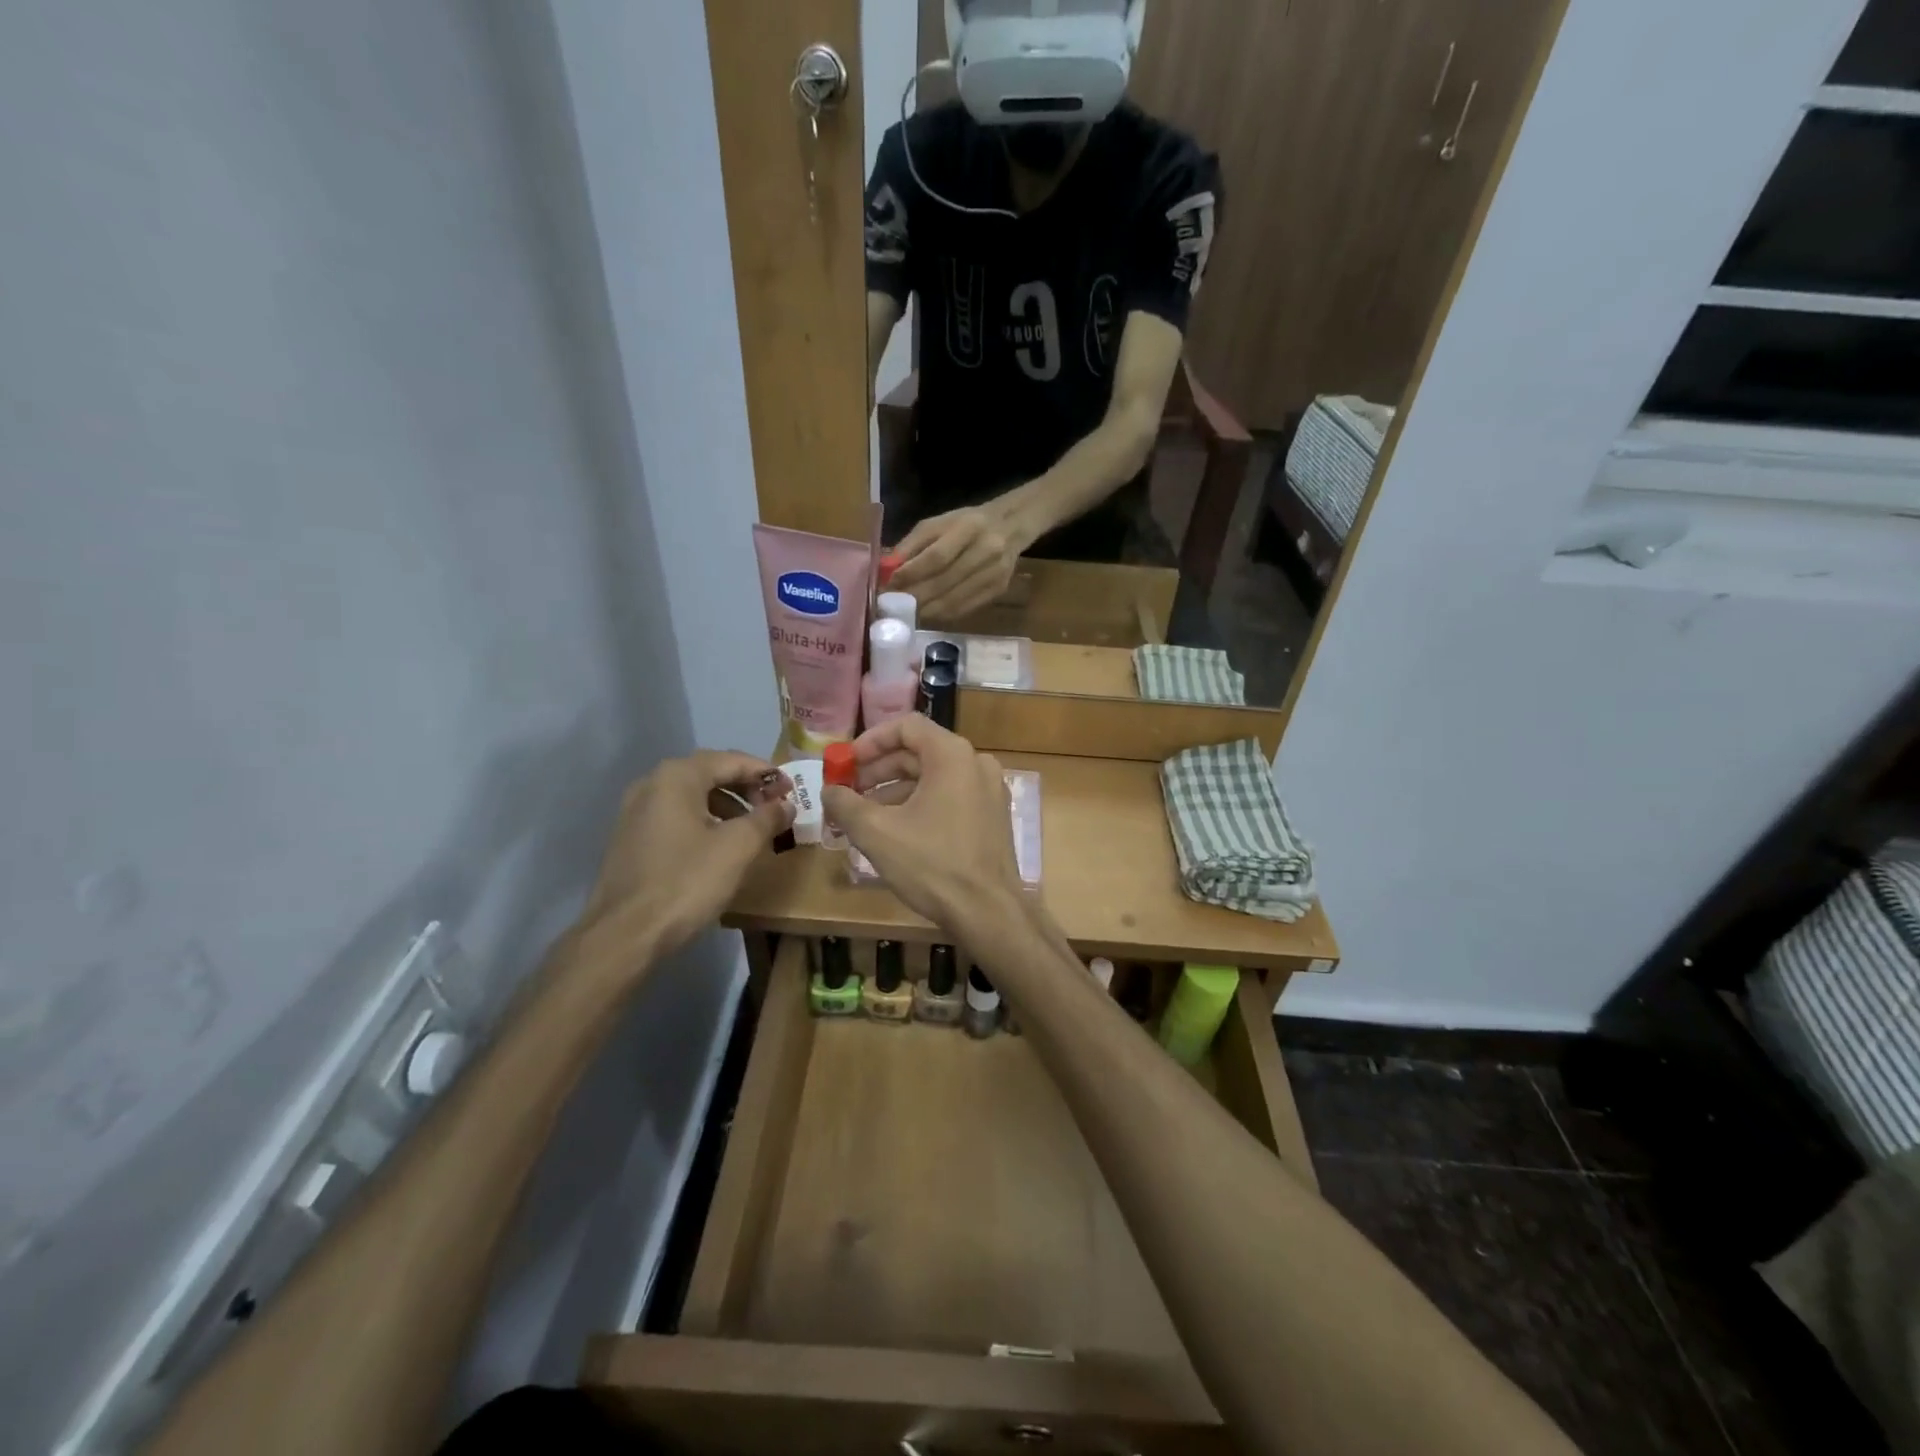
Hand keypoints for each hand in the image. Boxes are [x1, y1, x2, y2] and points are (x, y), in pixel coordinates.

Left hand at [583, 751, 793, 958]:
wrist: (625, 935)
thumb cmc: (686, 881)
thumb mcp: (738, 847)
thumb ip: (767, 818)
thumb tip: (785, 804)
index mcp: (676, 777)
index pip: (731, 760)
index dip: (765, 773)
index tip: (791, 790)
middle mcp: (651, 784)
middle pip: (709, 774)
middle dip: (746, 788)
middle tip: (774, 808)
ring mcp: (635, 812)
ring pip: (692, 797)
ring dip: (727, 806)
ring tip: (752, 830)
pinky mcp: (630, 839)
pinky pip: (676, 817)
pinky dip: (704, 822)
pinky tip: (719, 847)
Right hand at [820, 716, 1024, 933]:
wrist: (988, 912)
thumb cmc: (932, 864)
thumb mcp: (877, 832)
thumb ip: (845, 804)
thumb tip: (828, 790)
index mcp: (952, 755)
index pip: (906, 726)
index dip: (870, 741)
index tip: (845, 763)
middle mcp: (976, 763)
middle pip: (919, 751)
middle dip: (878, 770)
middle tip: (847, 792)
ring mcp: (989, 790)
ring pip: (933, 777)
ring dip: (895, 791)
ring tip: (863, 816)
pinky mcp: (991, 816)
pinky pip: (949, 796)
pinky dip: (919, 804)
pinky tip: (894, 831)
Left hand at [889, 503, 1024, 621]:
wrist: (1010, 527)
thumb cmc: (966, 523)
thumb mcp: (938, 523)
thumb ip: (912, 544)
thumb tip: (889, 570)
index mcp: (969, 528)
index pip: (937, 556)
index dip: (912, 573)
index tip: (891, 584)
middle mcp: (986, 551)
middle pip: (945, 582)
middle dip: (916, 596)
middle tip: (894, 605)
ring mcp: (995, 573)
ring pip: (955, 600)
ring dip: (927, 610)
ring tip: (908, 612)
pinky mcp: (999, 590)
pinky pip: (966, 608)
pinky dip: (944, 614)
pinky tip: (929, 613)